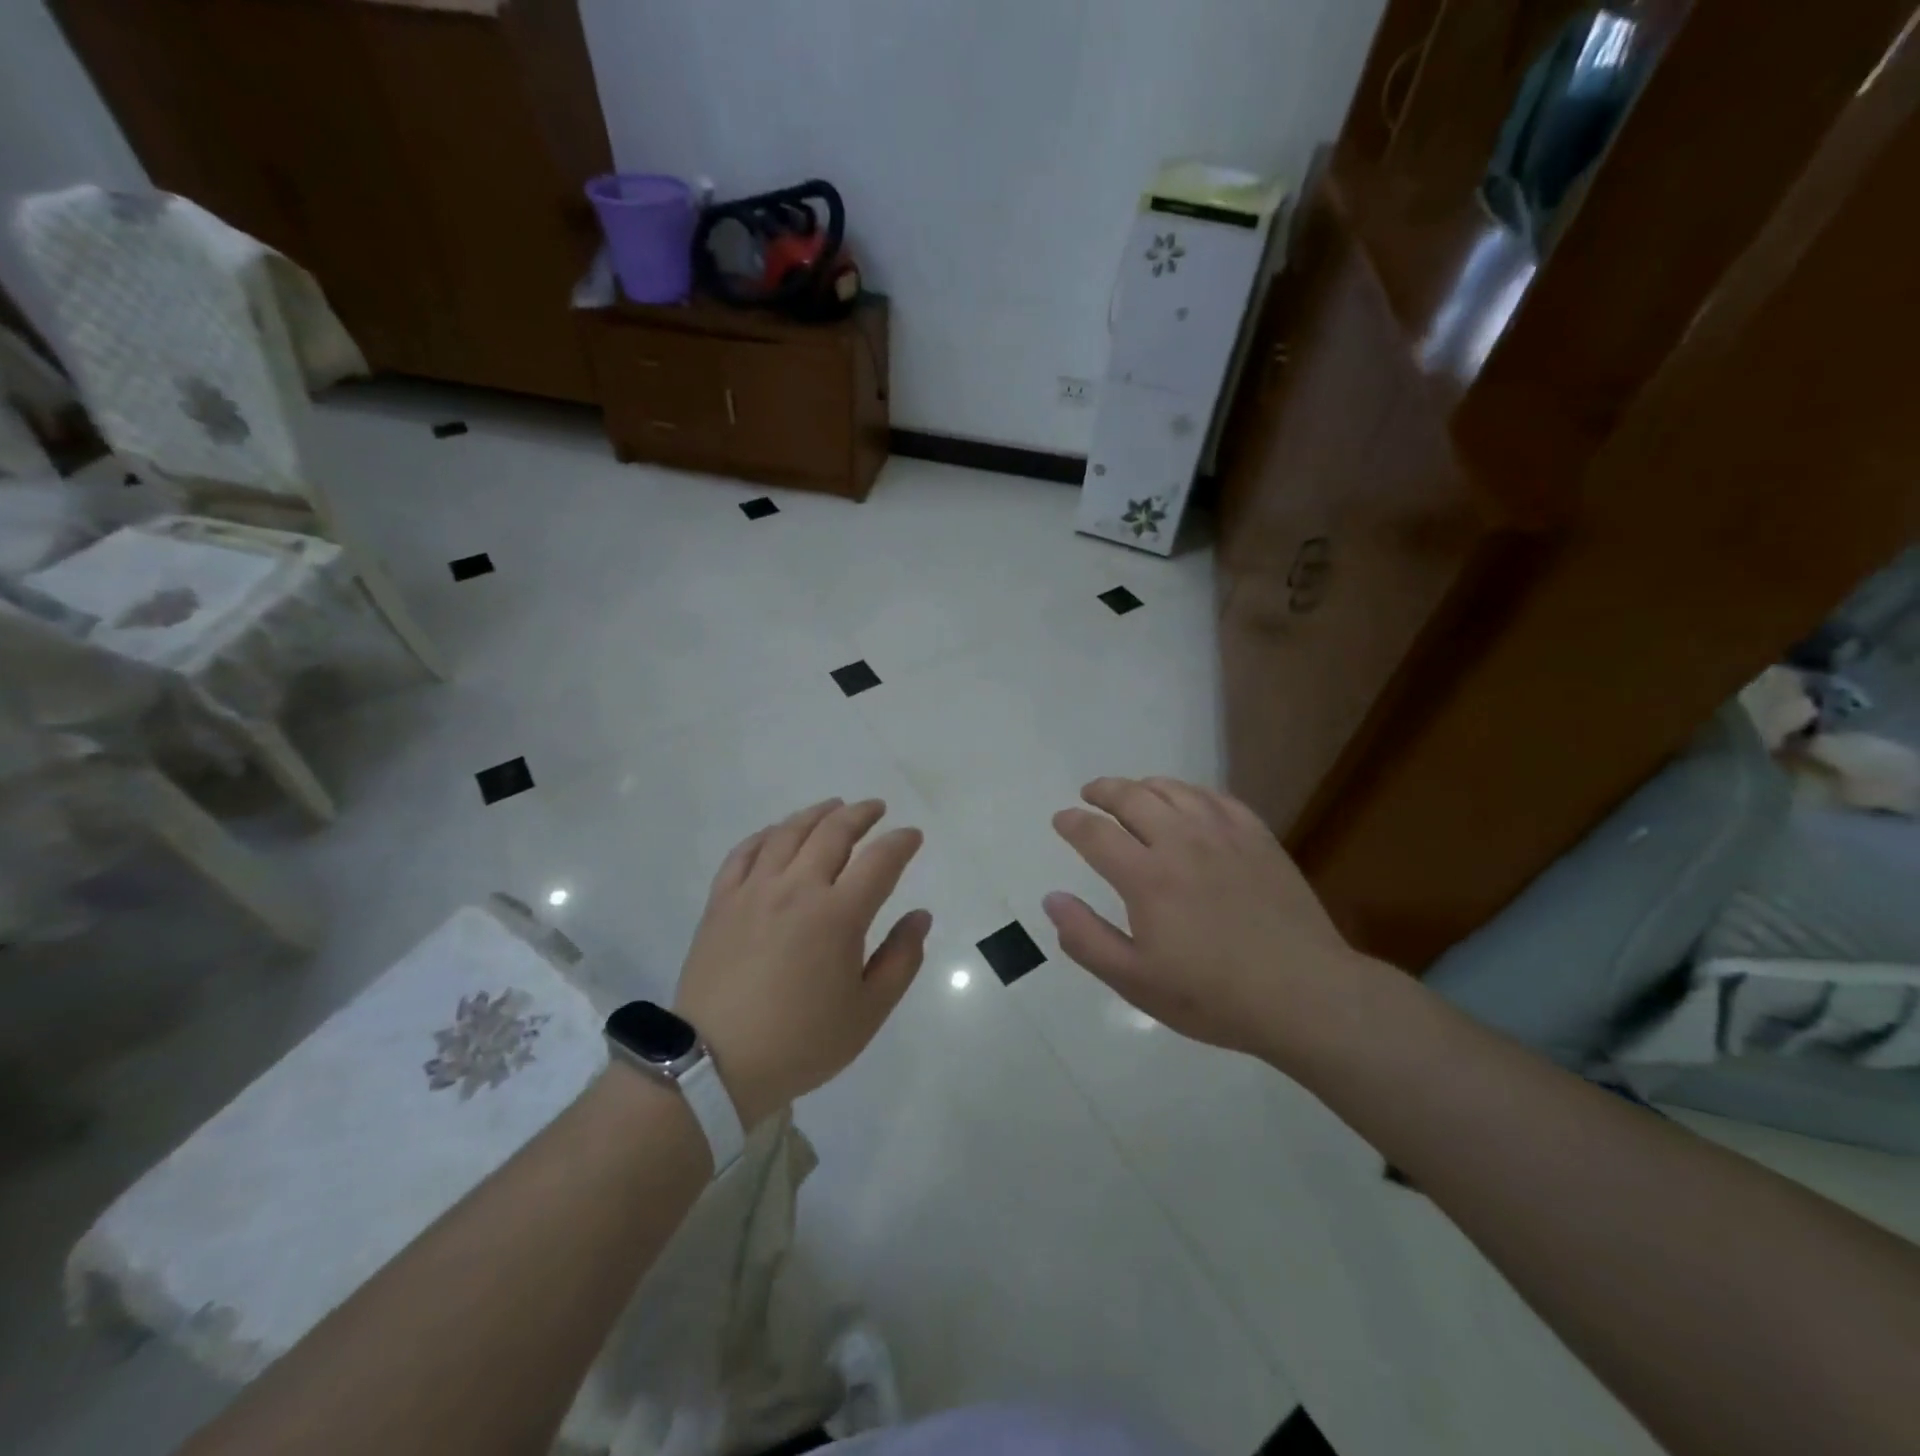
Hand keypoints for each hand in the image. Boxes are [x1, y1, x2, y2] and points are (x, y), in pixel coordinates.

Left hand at [675, 798, 930, 1127]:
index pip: (880, 861)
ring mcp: (754, 890)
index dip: (901, 842)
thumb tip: (920, 916)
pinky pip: (745, 852)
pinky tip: (777, 833)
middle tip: (876, 809)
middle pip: (833, 832)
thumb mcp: (867, 1012)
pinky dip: (767, 834)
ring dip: (816, 814)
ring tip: (833, 807)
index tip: (912, 836)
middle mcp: (797, 888)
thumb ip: (901, 959)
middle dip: (861, 815)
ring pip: (789, 833)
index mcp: (838, 915)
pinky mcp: (722, 901)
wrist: (715, 1064)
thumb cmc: (801, 1041)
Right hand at [1044, 776, 1362, 1060]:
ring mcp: (1224, 835)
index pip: (1095, 833)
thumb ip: (1086, 938)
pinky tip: (1188, 800)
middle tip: (1089, 794)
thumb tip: (1052, 899)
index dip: (1072, 823)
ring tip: (1132, 792)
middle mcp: (1180, 842)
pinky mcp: (1258, 838)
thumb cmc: (1212, 995)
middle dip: (1103, 791)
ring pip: (1174, 790)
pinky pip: (1217, 797)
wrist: (1304, 995)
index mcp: (1146, 876)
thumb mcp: (1136, 981)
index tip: (1061, 820)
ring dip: (1144, 785)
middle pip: (1132, 797)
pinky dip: (1191, 791)